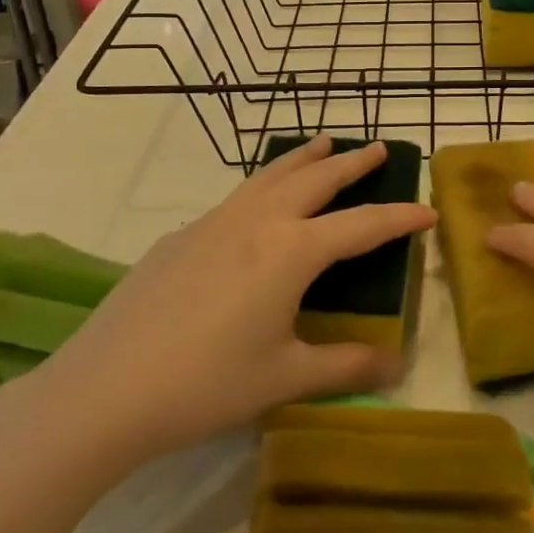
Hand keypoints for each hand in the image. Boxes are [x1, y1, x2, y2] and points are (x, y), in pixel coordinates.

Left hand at [12, 136, 434, 473]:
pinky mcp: (181, 235)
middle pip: (316, 180)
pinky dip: (264, 185)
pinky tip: (259, 203)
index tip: (428, 209)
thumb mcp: (284, 378)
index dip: (399, 217)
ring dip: (304, 159)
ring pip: (271, 176)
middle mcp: (258, 222)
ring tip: (324, 143)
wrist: (105, 388)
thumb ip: (346, 365)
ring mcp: (215, 222)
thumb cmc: (206, 384)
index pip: (362, 225)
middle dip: (352, 164)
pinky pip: (237, 197)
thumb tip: (396, 364)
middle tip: (378, 147)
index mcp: (291, 251)